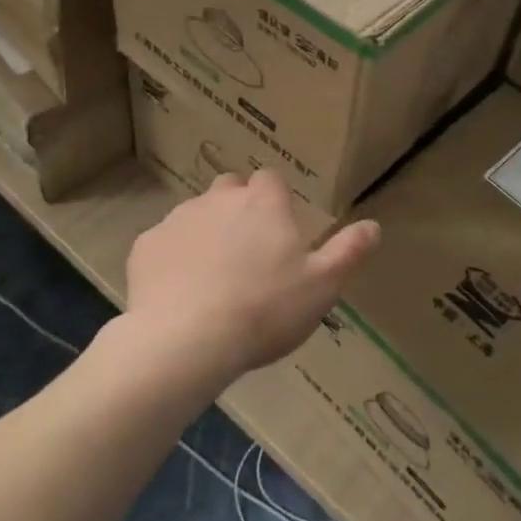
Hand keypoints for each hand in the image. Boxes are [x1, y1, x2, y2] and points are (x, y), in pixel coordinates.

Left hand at [125, 170, 380, 383]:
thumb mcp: (322, 286)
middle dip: (238, 208)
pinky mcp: (146, 245)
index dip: (275, 200)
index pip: (271, 179)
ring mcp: (178, 218)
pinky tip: (179, 292)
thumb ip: (348, 251)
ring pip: (196, 213)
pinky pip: (163, 242)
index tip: (279, 229)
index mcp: (263, 203)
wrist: (186, 341)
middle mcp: (219, 198)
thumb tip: (374, 225)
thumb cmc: (264, 310)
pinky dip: (172, 258)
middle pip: (230, 188)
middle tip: (248, 252)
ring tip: (213, 277)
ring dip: (206, 232)